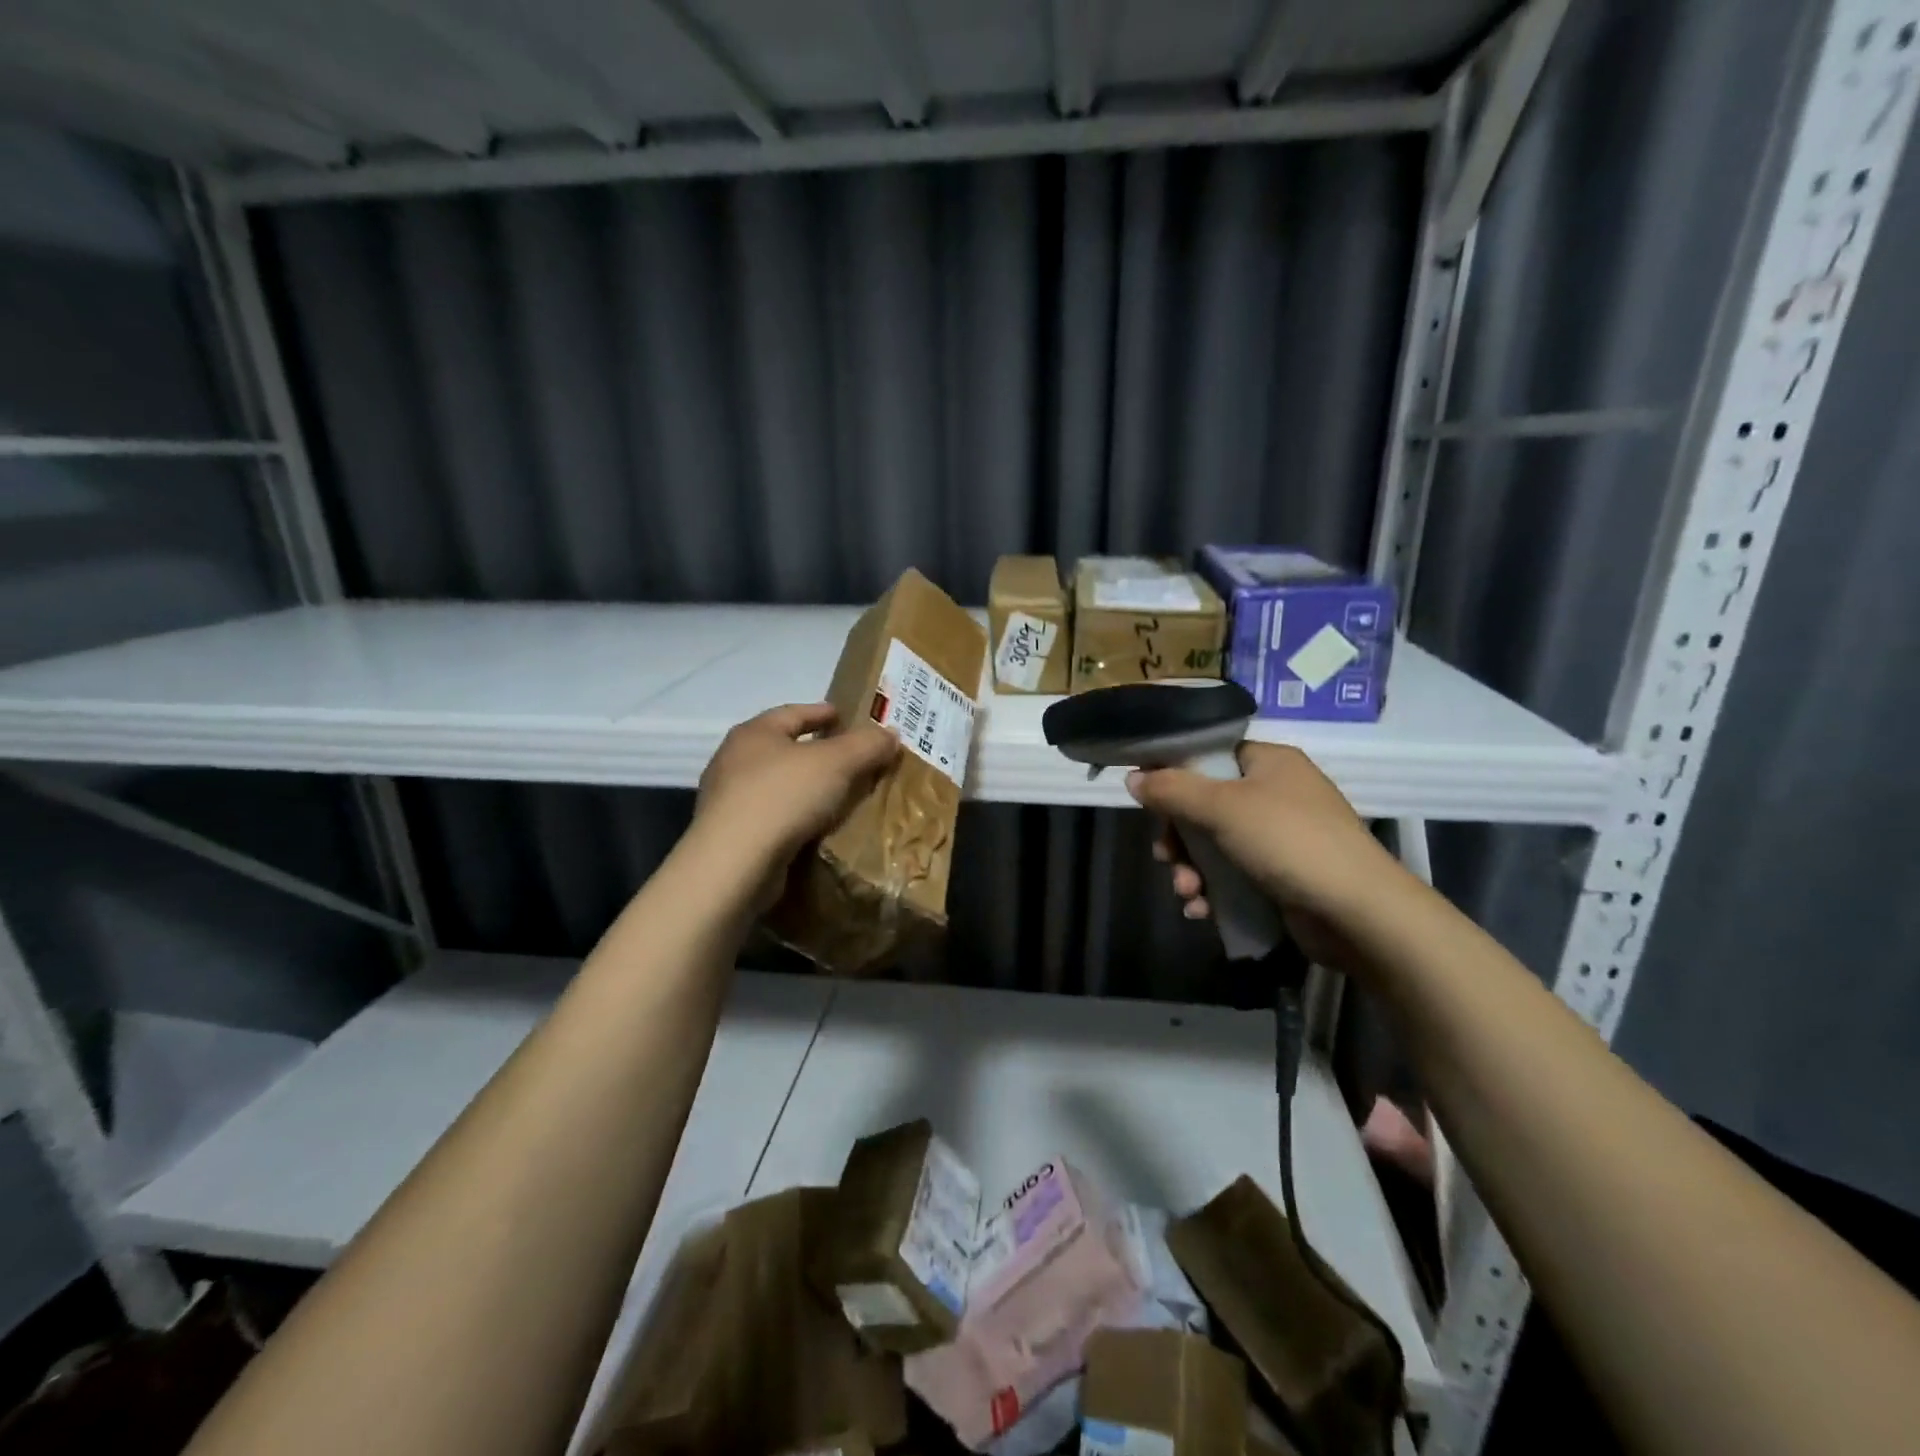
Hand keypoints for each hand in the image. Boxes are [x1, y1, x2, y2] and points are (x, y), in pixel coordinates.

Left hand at [694, 703, 899, 906]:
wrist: (735, 864)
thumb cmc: (784, 797)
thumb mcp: (837, 762)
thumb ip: (867, 744)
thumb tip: (891, 733)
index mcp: (754, 732)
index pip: (794, 712)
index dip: (823, 712)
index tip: (846, 717)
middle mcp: (734, 760)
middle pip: (783, 747)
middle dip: (816, 750)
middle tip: (850, 758)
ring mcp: (728, 799)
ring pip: (777, 784)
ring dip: (806, 786)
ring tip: (839, 795)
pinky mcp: (731, 835)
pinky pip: (772, 816)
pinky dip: (795, 816)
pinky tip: (816, 827)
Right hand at [1126, 743, 1409, 972]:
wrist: (1358, 913)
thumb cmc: (1288, 842)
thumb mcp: (1222, 808)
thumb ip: (1172, 789)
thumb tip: (1133, 777)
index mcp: (1269, 762)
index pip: (1210, 754)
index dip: (1174, 772)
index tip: (1147, 797)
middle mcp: (1275, 793)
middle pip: (1204, 804)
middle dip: (1179, 837)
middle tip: (1166, 856)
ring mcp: (1280, 836)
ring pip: (1214, 844)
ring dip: (1191, 869)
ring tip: (1187, 893)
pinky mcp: (1282, 875)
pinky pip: (1232, 874)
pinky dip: (1213, 891)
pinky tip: (1201, 911)